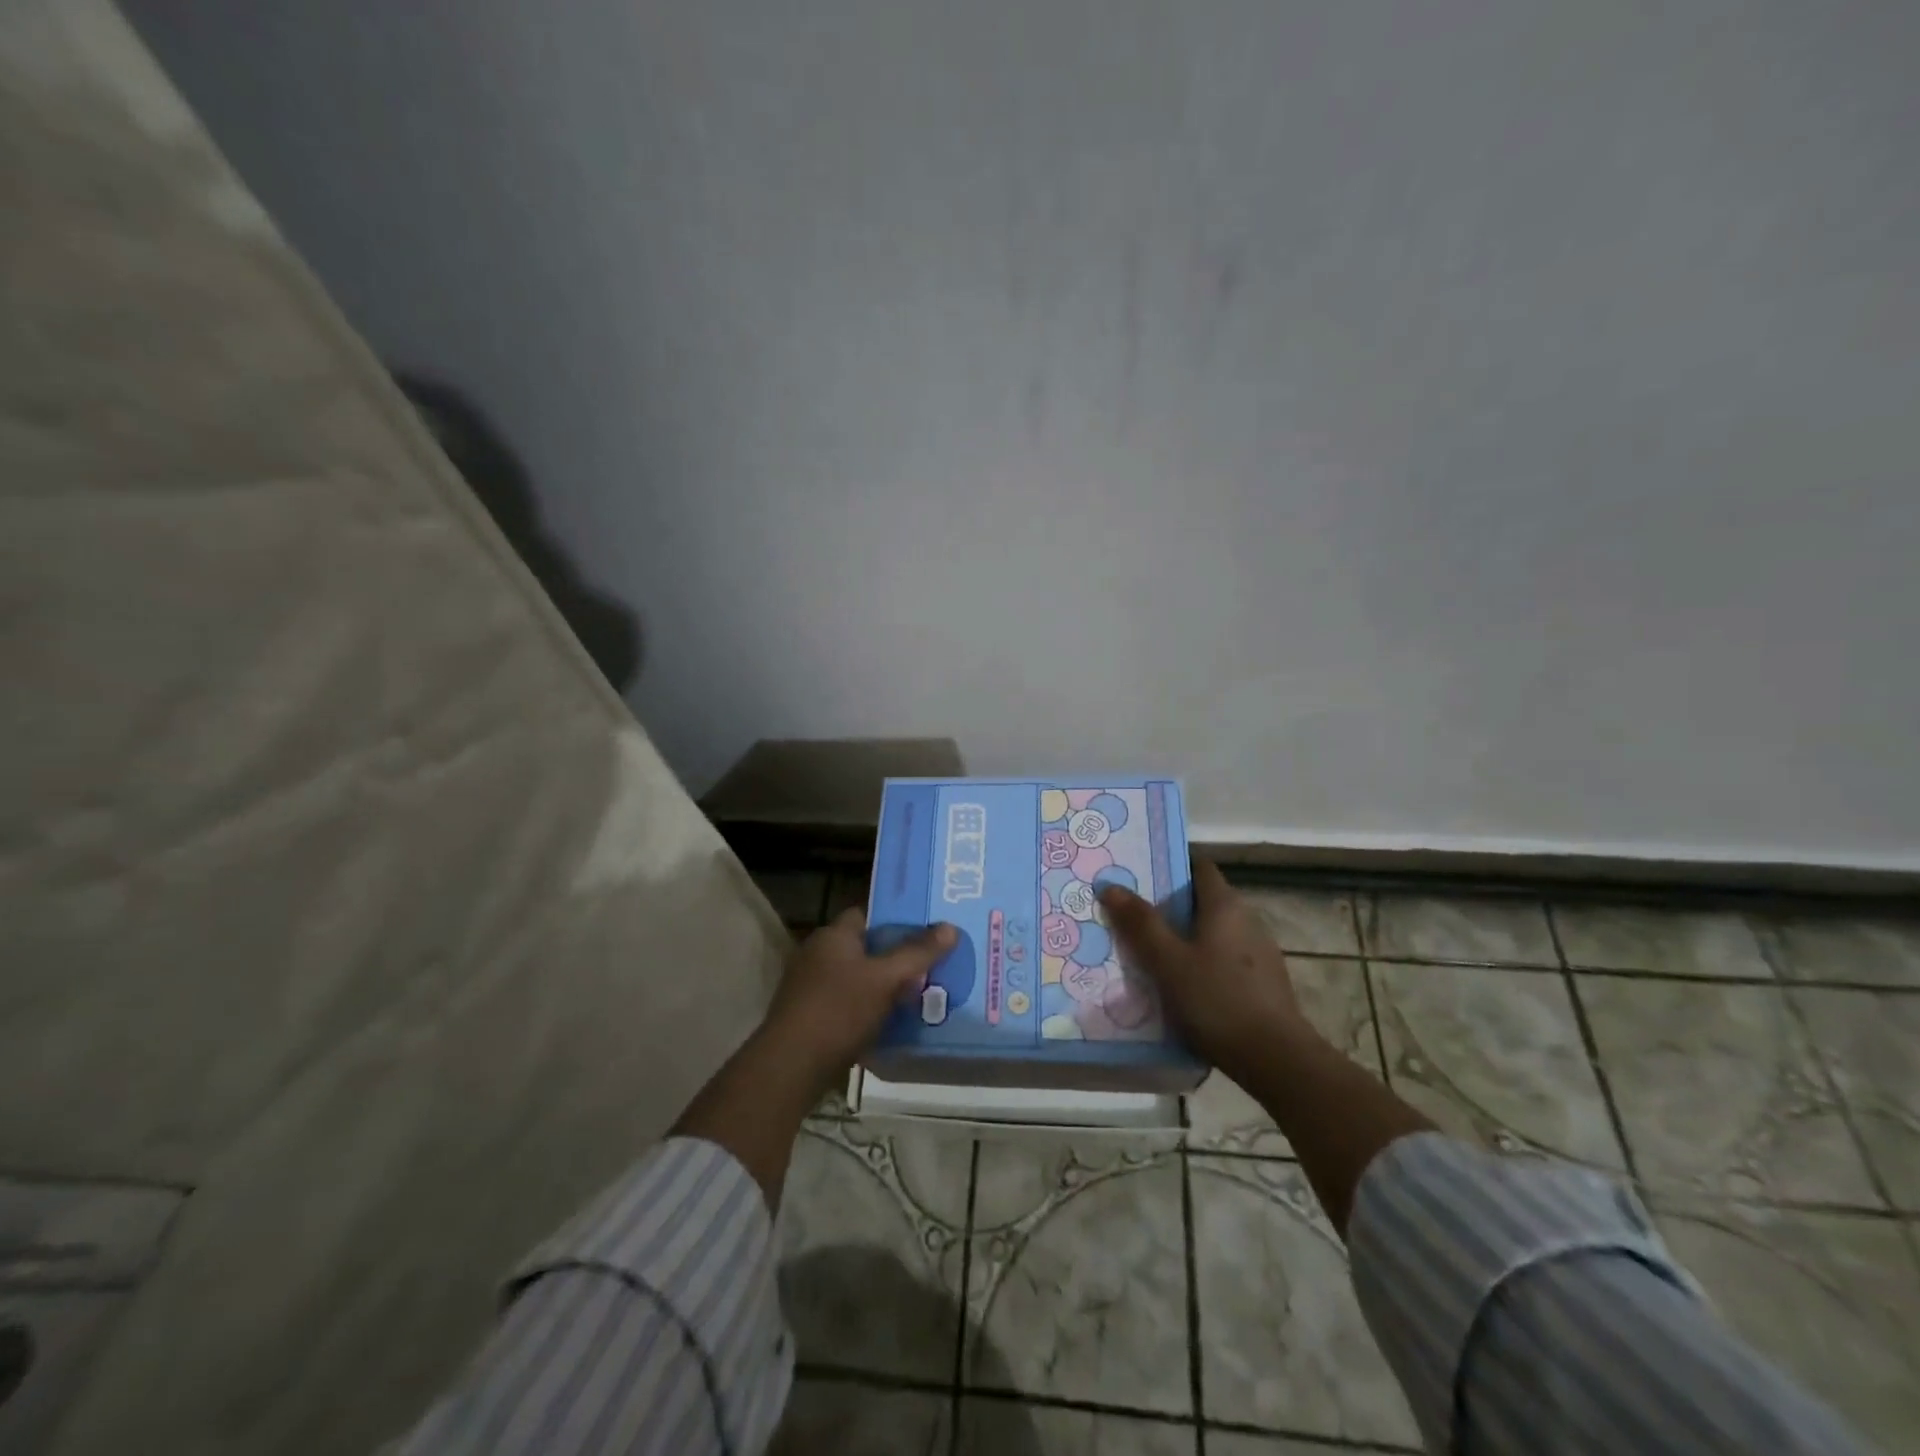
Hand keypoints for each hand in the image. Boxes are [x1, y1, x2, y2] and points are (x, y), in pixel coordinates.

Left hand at [762, 909, 957, 1093]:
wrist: (790, 1067)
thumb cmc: (839, 1010)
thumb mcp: (885, 979)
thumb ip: (917, 953)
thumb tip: (950, 927)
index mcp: (833, 935)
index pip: (866, 915)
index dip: (895, 921)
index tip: (925, 933)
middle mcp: (817, 954)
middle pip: (864, 948)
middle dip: (894, 959)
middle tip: (929, 968)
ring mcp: (809, 987)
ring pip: (856, 979)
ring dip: (881, 988)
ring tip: (917, 998)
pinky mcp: (808, 1017)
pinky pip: (846, 1005)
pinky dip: (866, 1012)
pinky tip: (889, 1026)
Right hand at [1098, 859, 1311, 1078]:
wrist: (1277, 1060)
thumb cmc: (1217, 1000)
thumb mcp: (1168, 962)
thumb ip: (1140, 923)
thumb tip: (1111, 885)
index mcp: (1225, 905)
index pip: (1199, 866)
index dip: (1170, 865)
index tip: (1138, 875)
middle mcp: (1247, 919)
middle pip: (1203, 899)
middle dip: (1169, 905)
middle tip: (1132, 916)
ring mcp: (1259, 951)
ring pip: (1213, 931)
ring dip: (1184, 936)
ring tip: (1150, 952)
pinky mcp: (1263, 981)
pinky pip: (1223, 957)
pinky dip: (1201, 960)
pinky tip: (1182, 984)